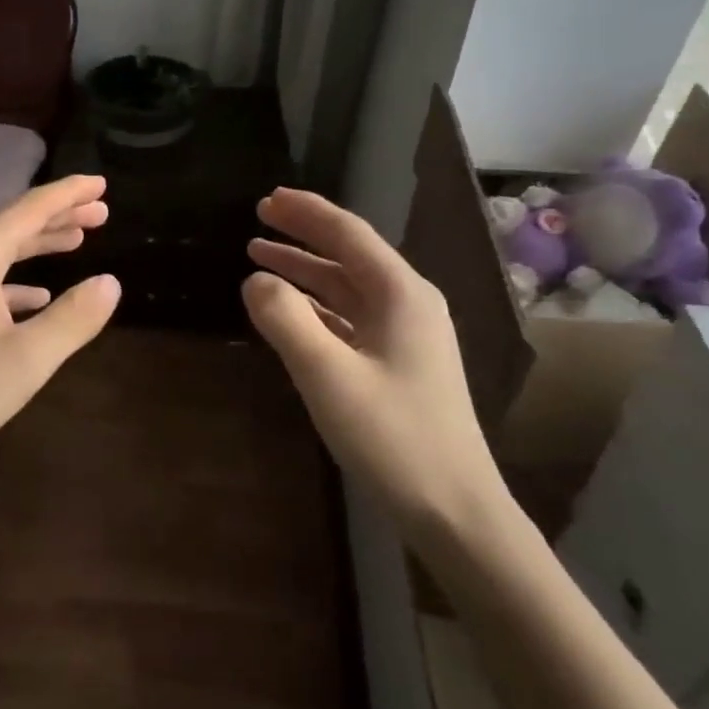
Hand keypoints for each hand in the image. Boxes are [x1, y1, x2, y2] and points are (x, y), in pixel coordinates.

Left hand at [0, 174, 119, 481]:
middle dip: (58, 217)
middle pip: (13, 225)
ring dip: (38, 246)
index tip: (103, 184)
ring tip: (77, 242)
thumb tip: (110, 283)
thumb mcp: (27, 358)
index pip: (30, 208)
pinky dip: (14, 282)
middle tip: (100, 212)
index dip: (69, 194)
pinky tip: (37, 297)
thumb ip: (74, 318)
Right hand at [243, 188, 508, 535]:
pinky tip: (290, 310)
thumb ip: (286, 319)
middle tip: (258, 219)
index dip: (305, 212)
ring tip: (260, 258)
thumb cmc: (392, 437)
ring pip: (348, 287)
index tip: (266, 199)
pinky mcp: (398, 363)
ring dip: (305, 271)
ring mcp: (407, 335)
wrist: (453, 508)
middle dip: (302, 235)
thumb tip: (255, 280)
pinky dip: (317, 306)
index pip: (348, 234)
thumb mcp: (327, 375)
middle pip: (348, 255)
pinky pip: (351, 318)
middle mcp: (409, 303)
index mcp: (401, 294)